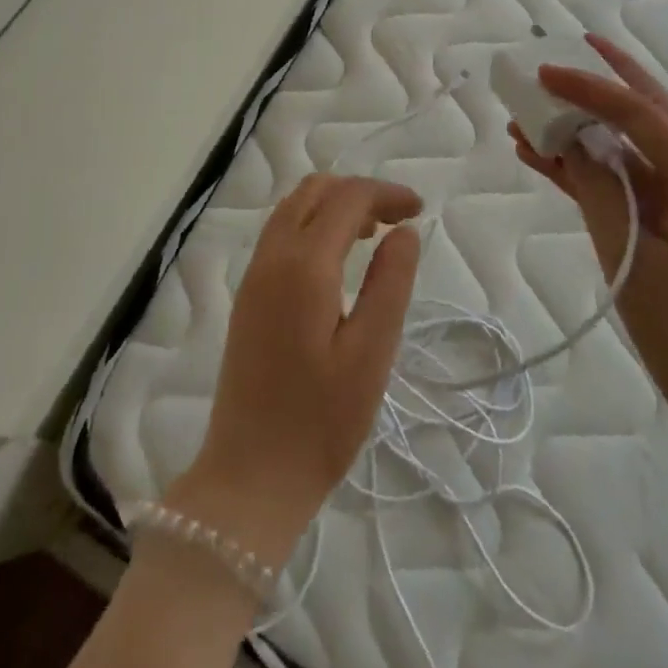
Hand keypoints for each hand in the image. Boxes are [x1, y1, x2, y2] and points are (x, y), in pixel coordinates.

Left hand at [167, 174, 422, 566]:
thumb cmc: (320, 421)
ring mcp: (253, 276)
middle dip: (358, 193)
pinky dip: (312, 226)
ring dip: (333, 206)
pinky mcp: (247, 297)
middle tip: (397, 221)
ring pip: (292, 209)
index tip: (420, 210)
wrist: (250, 476)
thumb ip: (389, 283)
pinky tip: (336, 261)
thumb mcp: (371, 353)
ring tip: (372, 236)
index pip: (347, 198)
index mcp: (303, 265)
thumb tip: (404, 231)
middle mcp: (271, 257)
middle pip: (313, 191)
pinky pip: (279, 235)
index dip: (386, 193)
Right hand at [508, 34, 667, 418]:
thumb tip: (568, 144)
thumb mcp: (634, 258)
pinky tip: (536, 153)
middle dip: (606, 77)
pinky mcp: (654, 216)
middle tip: (568, 48)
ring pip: (623, 141)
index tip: (544, 72)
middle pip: (645, 110)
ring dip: (582, 121)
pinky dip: (578, 162)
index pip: (641, 115)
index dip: (590, 88)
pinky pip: (613, 176)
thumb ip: (599, 193)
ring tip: (532, 104)